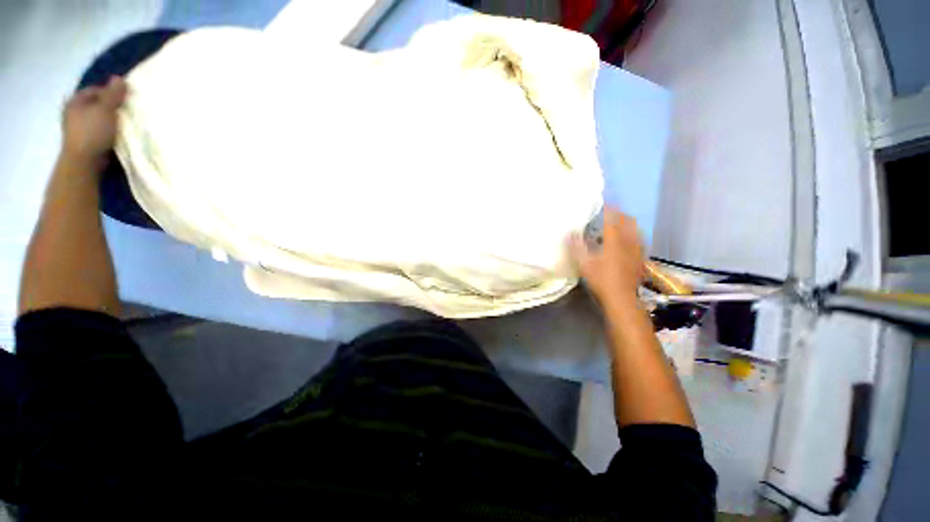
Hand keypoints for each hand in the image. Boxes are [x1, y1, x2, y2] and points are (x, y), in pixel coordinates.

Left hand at [61, 76, 126, 165]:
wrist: (84, 161)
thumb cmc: (93, 131)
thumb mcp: (106, 109)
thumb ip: (113, 93)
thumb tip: (120, 78)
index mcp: (75, 101)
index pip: (96, 90)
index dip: (111, 93)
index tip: (125, 100)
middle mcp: (73, 112)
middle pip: (97, 105)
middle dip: (111, 107)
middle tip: (126, 112)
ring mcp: (77, 129)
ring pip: (98, 119)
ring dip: (110, 121)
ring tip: (123, 125)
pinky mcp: (84, 142)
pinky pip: (98, 131)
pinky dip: (108, 132)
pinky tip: (116, 135)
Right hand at [571, 208, 645, 306]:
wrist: (621, 298)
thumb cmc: (601, 279)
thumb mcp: (584, 263)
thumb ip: (576, 246)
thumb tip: (569, 232)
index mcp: (614, 241)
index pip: (612, 220)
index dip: (609, 210)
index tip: (605, 202)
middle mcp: (628, 242)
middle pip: (628, 222)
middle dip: (620, 214)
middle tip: (612, 211)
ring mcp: (637, 251)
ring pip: (636, 230)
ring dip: (628, 224)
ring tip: (621, 223)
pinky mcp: (641, 259)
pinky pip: (640, 241)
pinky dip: (634, 235)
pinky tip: (629, 241)